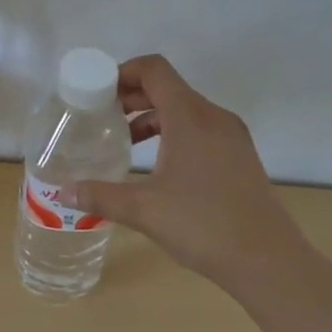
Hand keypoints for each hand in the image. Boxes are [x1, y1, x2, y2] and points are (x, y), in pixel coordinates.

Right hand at [70, 55, 316, 294]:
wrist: (269, 261)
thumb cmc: (204, 225)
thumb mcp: (144, 209)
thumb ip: (100, 196)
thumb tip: (62, 194)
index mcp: (190, 117)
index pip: (154, 70)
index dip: (123, 72)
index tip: (97, 93)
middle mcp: (213, 117)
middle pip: (168, 87)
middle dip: (132, 96)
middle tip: (102, 118)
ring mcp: (231, 136)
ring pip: (185, 109)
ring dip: (152, 116)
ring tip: (125, 141)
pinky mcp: (240, 156)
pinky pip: (200, 128)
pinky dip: (174, 132)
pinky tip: (158, 164)